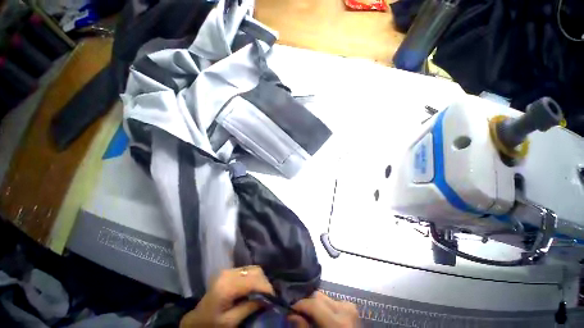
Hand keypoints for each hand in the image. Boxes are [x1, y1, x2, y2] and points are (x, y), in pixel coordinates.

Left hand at [180, 266, 274, 327]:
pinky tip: (254, 288)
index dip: (266, 287)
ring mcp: (228, 270)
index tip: (274, 297)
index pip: (253, 280)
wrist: (196, 320)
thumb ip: (249, 307)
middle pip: (255, 270)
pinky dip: (254, 277)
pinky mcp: (229, 271)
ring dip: (260, 279)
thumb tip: (267, 299)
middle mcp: (229, 273)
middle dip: (265, 282)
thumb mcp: (230, 322)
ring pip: (253, 268)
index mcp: (227, 286)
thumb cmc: (212, 323)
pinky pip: (248, 270)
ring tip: (262, 292)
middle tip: (269, 296)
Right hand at [289, 291, 359, 327]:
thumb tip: (291, 314)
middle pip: (318, 296)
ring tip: (308, 313)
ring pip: (323, 296)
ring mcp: (349, 306)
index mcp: (337, 322)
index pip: (314, 303)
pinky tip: (320, 314)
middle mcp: (344, 309)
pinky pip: (331, 300)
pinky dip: (323, 306)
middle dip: (306, 302)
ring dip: (314, 303)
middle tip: (297, 312)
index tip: (289, 308)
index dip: (299, 304)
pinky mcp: (350, 305)